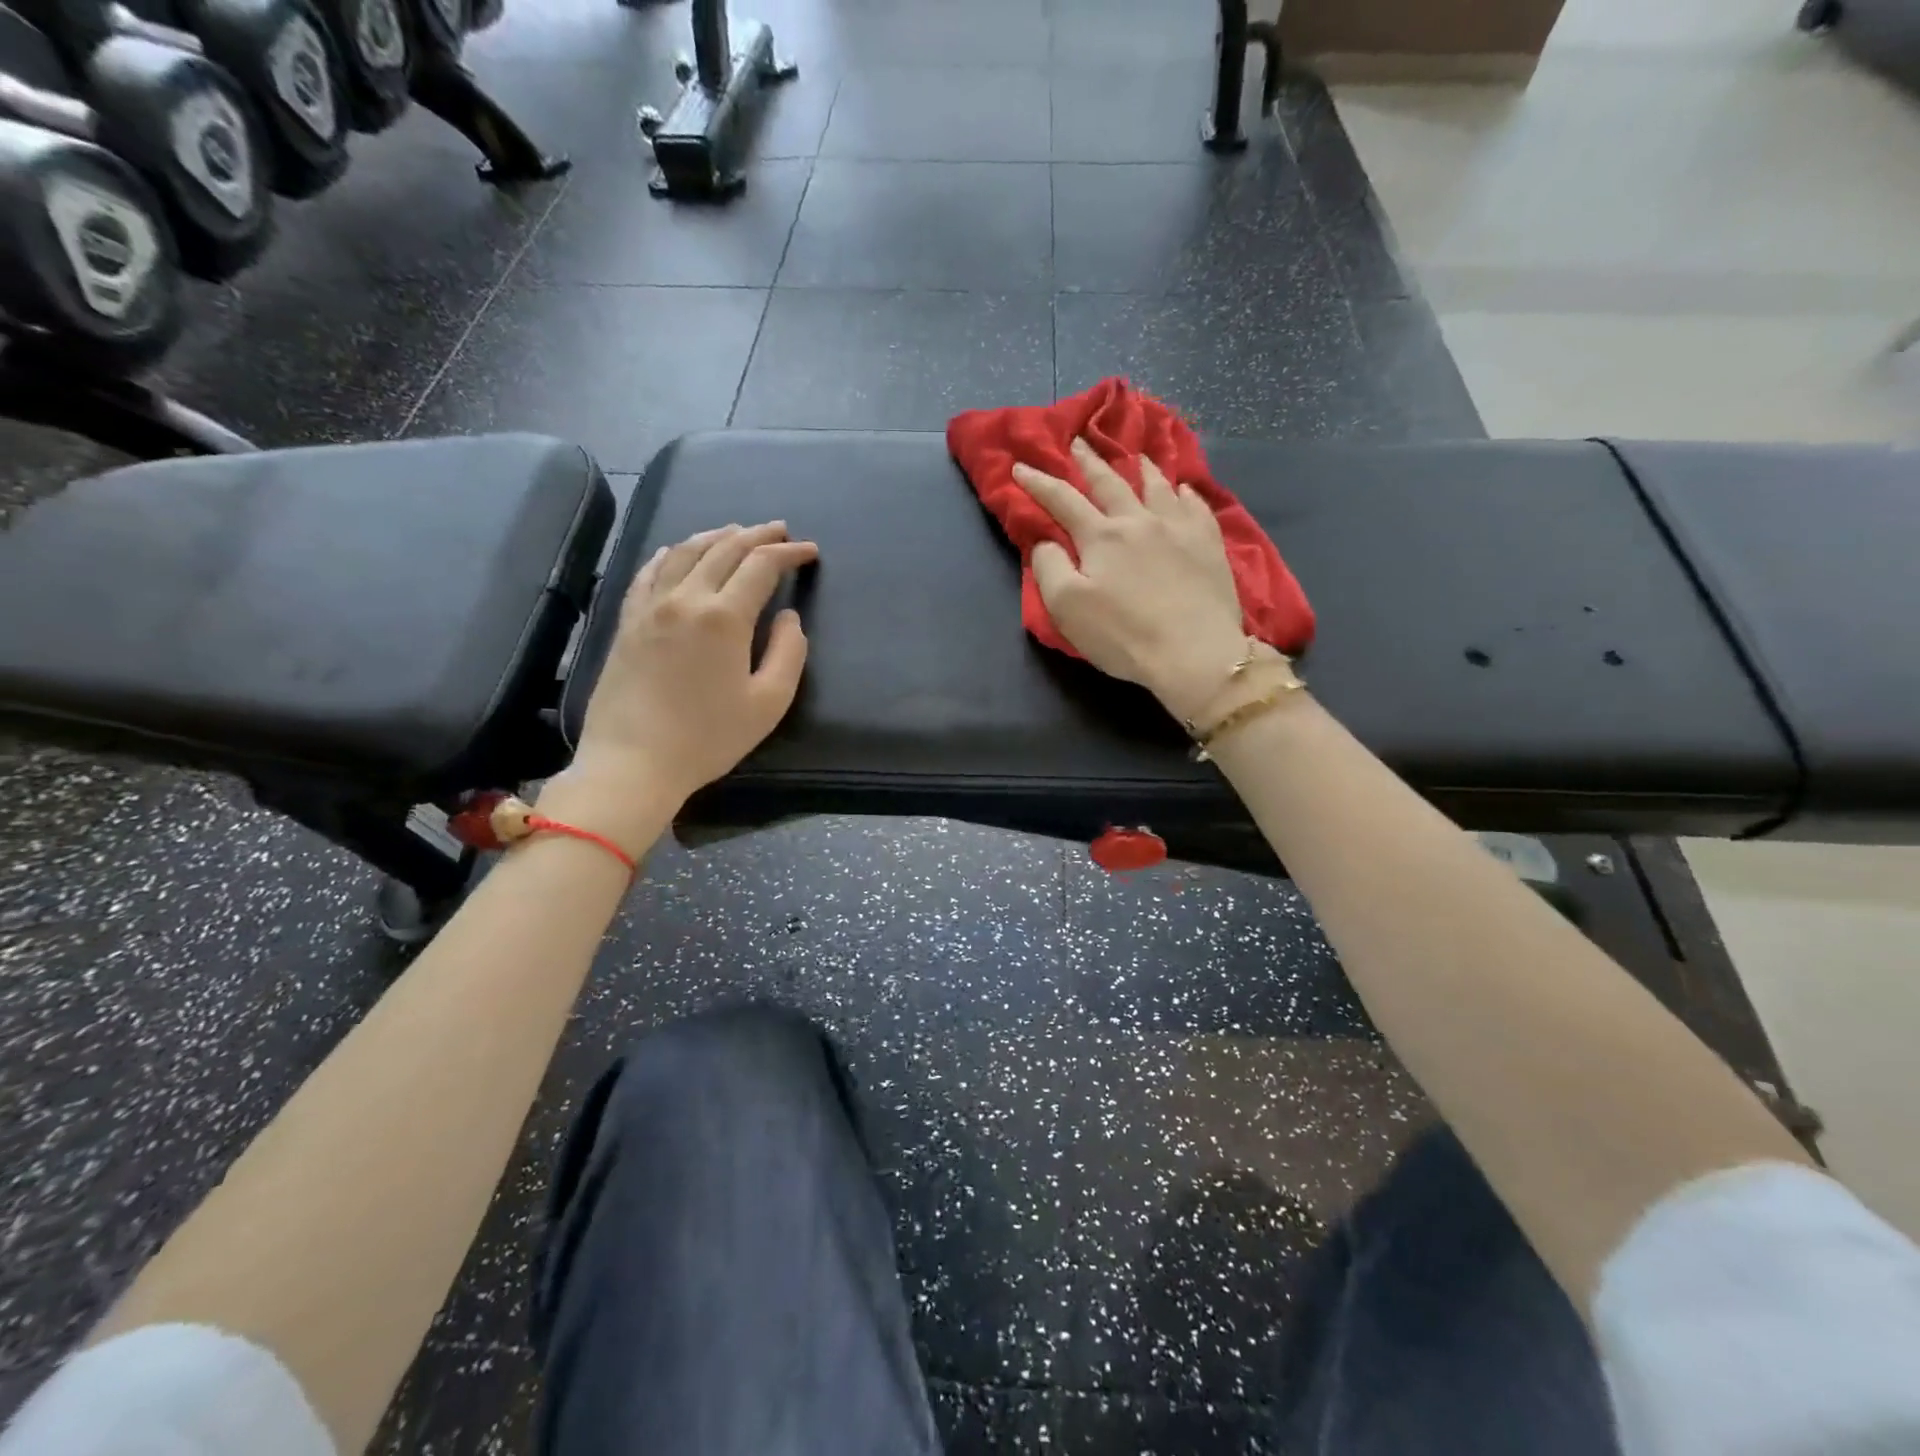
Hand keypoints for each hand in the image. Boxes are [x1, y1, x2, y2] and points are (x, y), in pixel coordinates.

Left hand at [554, 522, 817, 841]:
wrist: (633, 762)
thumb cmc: (708, 738)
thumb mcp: (768, 703)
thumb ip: (788, 653)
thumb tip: (788, 617)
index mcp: (724, 617)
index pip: (761, 566)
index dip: (789, 553)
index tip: (810, 552)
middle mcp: (685, 598)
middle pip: (724, 549)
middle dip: (757, 535)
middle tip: (780, 530)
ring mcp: (650, 606)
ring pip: (685, 551)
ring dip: (716, 536)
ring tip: (736, 533)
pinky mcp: (628, 621)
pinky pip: (650, 571)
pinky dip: (672, 553)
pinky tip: (679, 551)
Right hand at [1013, 438, 1268, 720]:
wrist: (1193, 652)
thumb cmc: (1123, 634)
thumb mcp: (1067, 607)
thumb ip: (1049, 567)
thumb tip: (1046, 540)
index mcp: (1101, 536)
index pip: (1062, 500)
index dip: (1039, 482)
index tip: (1021, 465)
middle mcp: (1138, 520)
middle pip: (1110, 482)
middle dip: (1089, 460)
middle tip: (1079, 441)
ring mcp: (1178, 528)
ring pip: (1157, 485)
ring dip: (1141, 467)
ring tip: (1136, 454)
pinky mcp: (1208, 544)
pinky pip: (1196, 506)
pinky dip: (1185, 492)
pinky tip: (1183, 489)